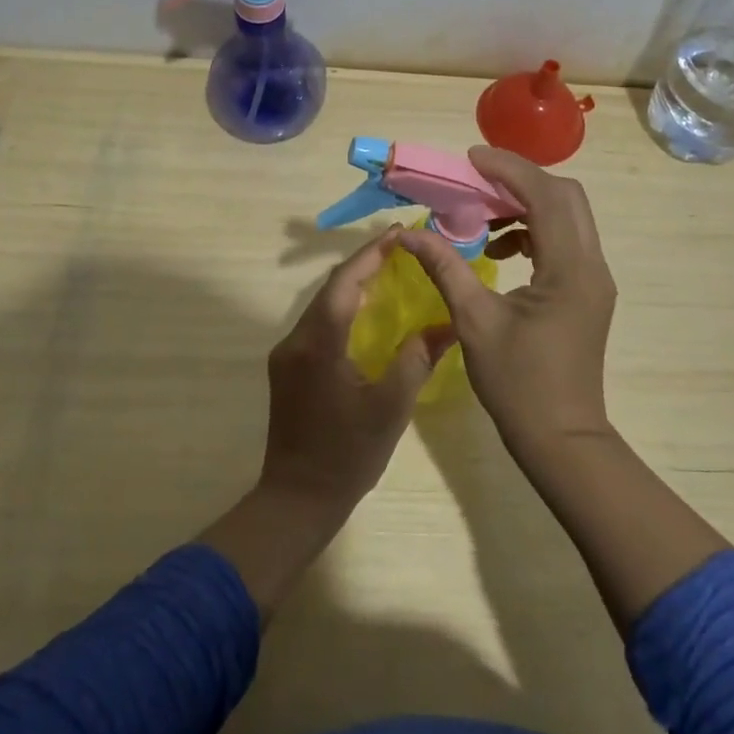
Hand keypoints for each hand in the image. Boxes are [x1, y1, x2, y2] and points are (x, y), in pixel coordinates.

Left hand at [259, 227, 456, 508]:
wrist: (297, 499)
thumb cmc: (347, 455)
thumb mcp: (391, 408)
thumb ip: (416, 360)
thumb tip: (446, 325)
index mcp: (319, 343)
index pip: (344, 282)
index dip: (371, 254)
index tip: (399, 234)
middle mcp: (295, 340)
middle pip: (330, 288)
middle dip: (364, 264)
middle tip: (399, 248)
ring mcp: (286, 354)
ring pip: (321, 305)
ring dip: (352, 285)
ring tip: (388, 271)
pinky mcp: (287, 369)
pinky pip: (317, 323)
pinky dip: (342, 308)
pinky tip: (365, 312)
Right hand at [397, 147, 616, 452]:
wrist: (561, 439)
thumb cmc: (518, 384)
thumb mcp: (473, 321)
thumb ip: (444, 267)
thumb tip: (408, 233)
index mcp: (569, 268)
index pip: (546, 196)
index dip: (509, 169)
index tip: (471, 158)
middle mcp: (592, 264)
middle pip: (565, 196)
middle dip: (520, 180)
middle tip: (475, 180)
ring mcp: (595, 278)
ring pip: (567, 216)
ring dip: (527, 205)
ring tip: (481, 216)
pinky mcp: (588, 290)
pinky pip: (565, 241)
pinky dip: (534, 231)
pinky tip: (499, 249)